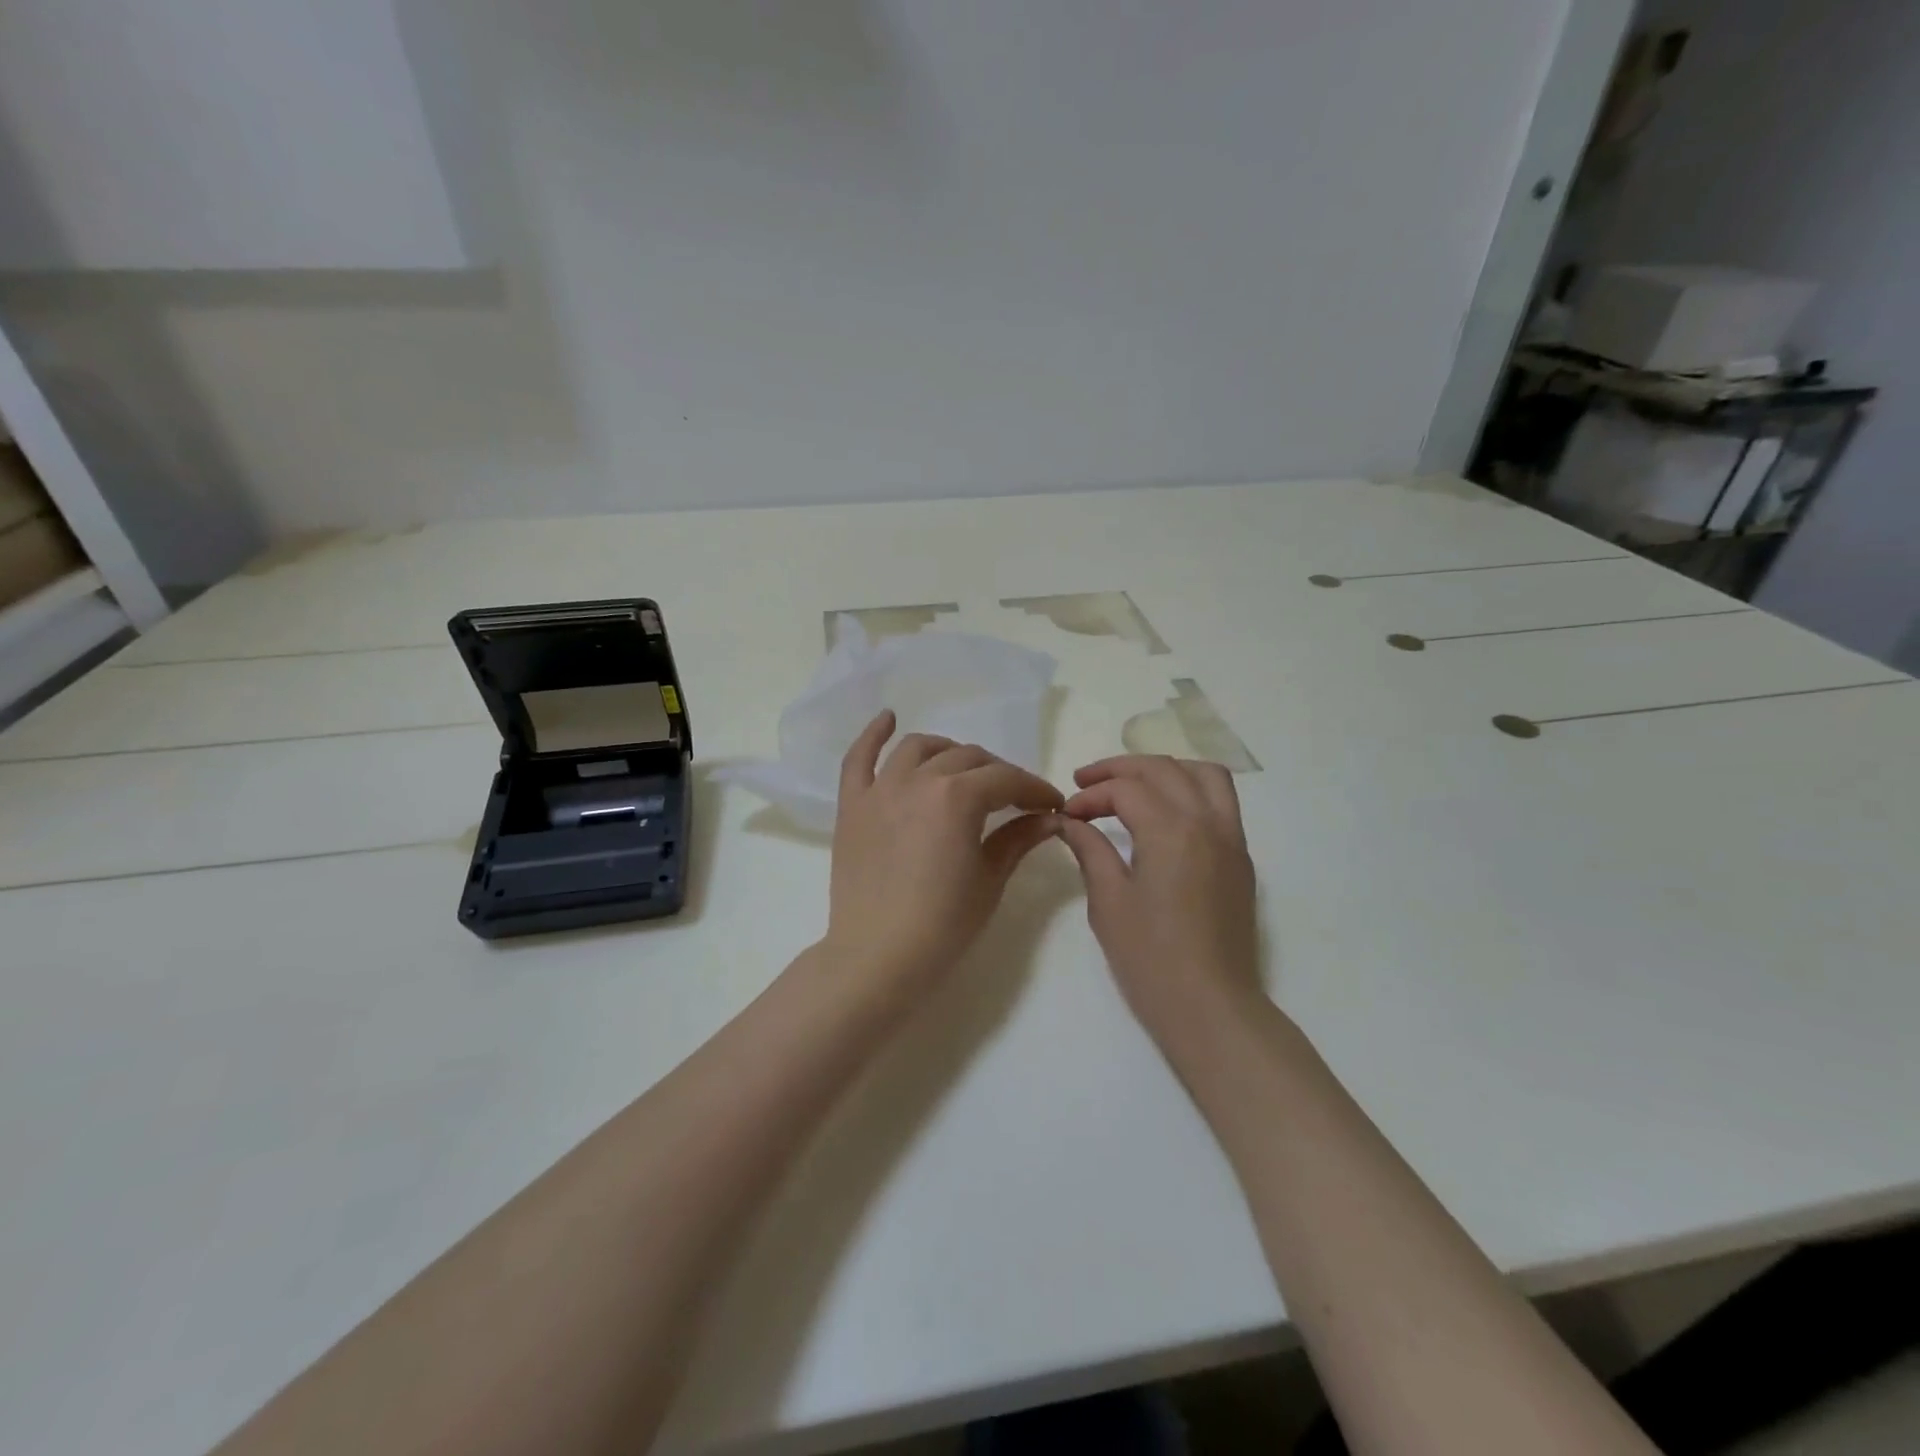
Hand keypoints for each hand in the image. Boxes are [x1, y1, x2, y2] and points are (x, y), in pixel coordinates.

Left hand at [824, 711, 1064, 983]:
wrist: (877, 957)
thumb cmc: (942, 924)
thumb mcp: (990, 880)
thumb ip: (1018, 838)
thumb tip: (1050, 818)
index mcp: (957, 797)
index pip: (1005, 780)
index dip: (1034, 789)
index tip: (1052, 804)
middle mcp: (917, 780)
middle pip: (967, 758)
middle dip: (998, 773)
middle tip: (1014, 797)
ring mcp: (879, 789)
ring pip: (919, 748)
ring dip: (948, 750)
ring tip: (963, 767)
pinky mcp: (852, 805)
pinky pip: (859, 759)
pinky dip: (873, 735)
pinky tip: (888, 718)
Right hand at [1056, 757, 1261, 1046]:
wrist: (1210, 1007)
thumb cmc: (1150, 959)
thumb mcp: (1109, 901)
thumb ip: (1090, 850)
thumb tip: (1069, 821)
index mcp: (1172, 831)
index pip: (1126, 789)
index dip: (1090, 795)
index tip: (1066, 814)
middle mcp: (1208, 822)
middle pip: (1163, 768)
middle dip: (1120, 769)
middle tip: (1085, 782)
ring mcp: (1231, 839)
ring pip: (1203, 774)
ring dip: (1163, 769)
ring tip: (1131, 785)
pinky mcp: (1240, 859)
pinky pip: (1221, 801)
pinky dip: (1190, 789)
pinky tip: (1163, 813)